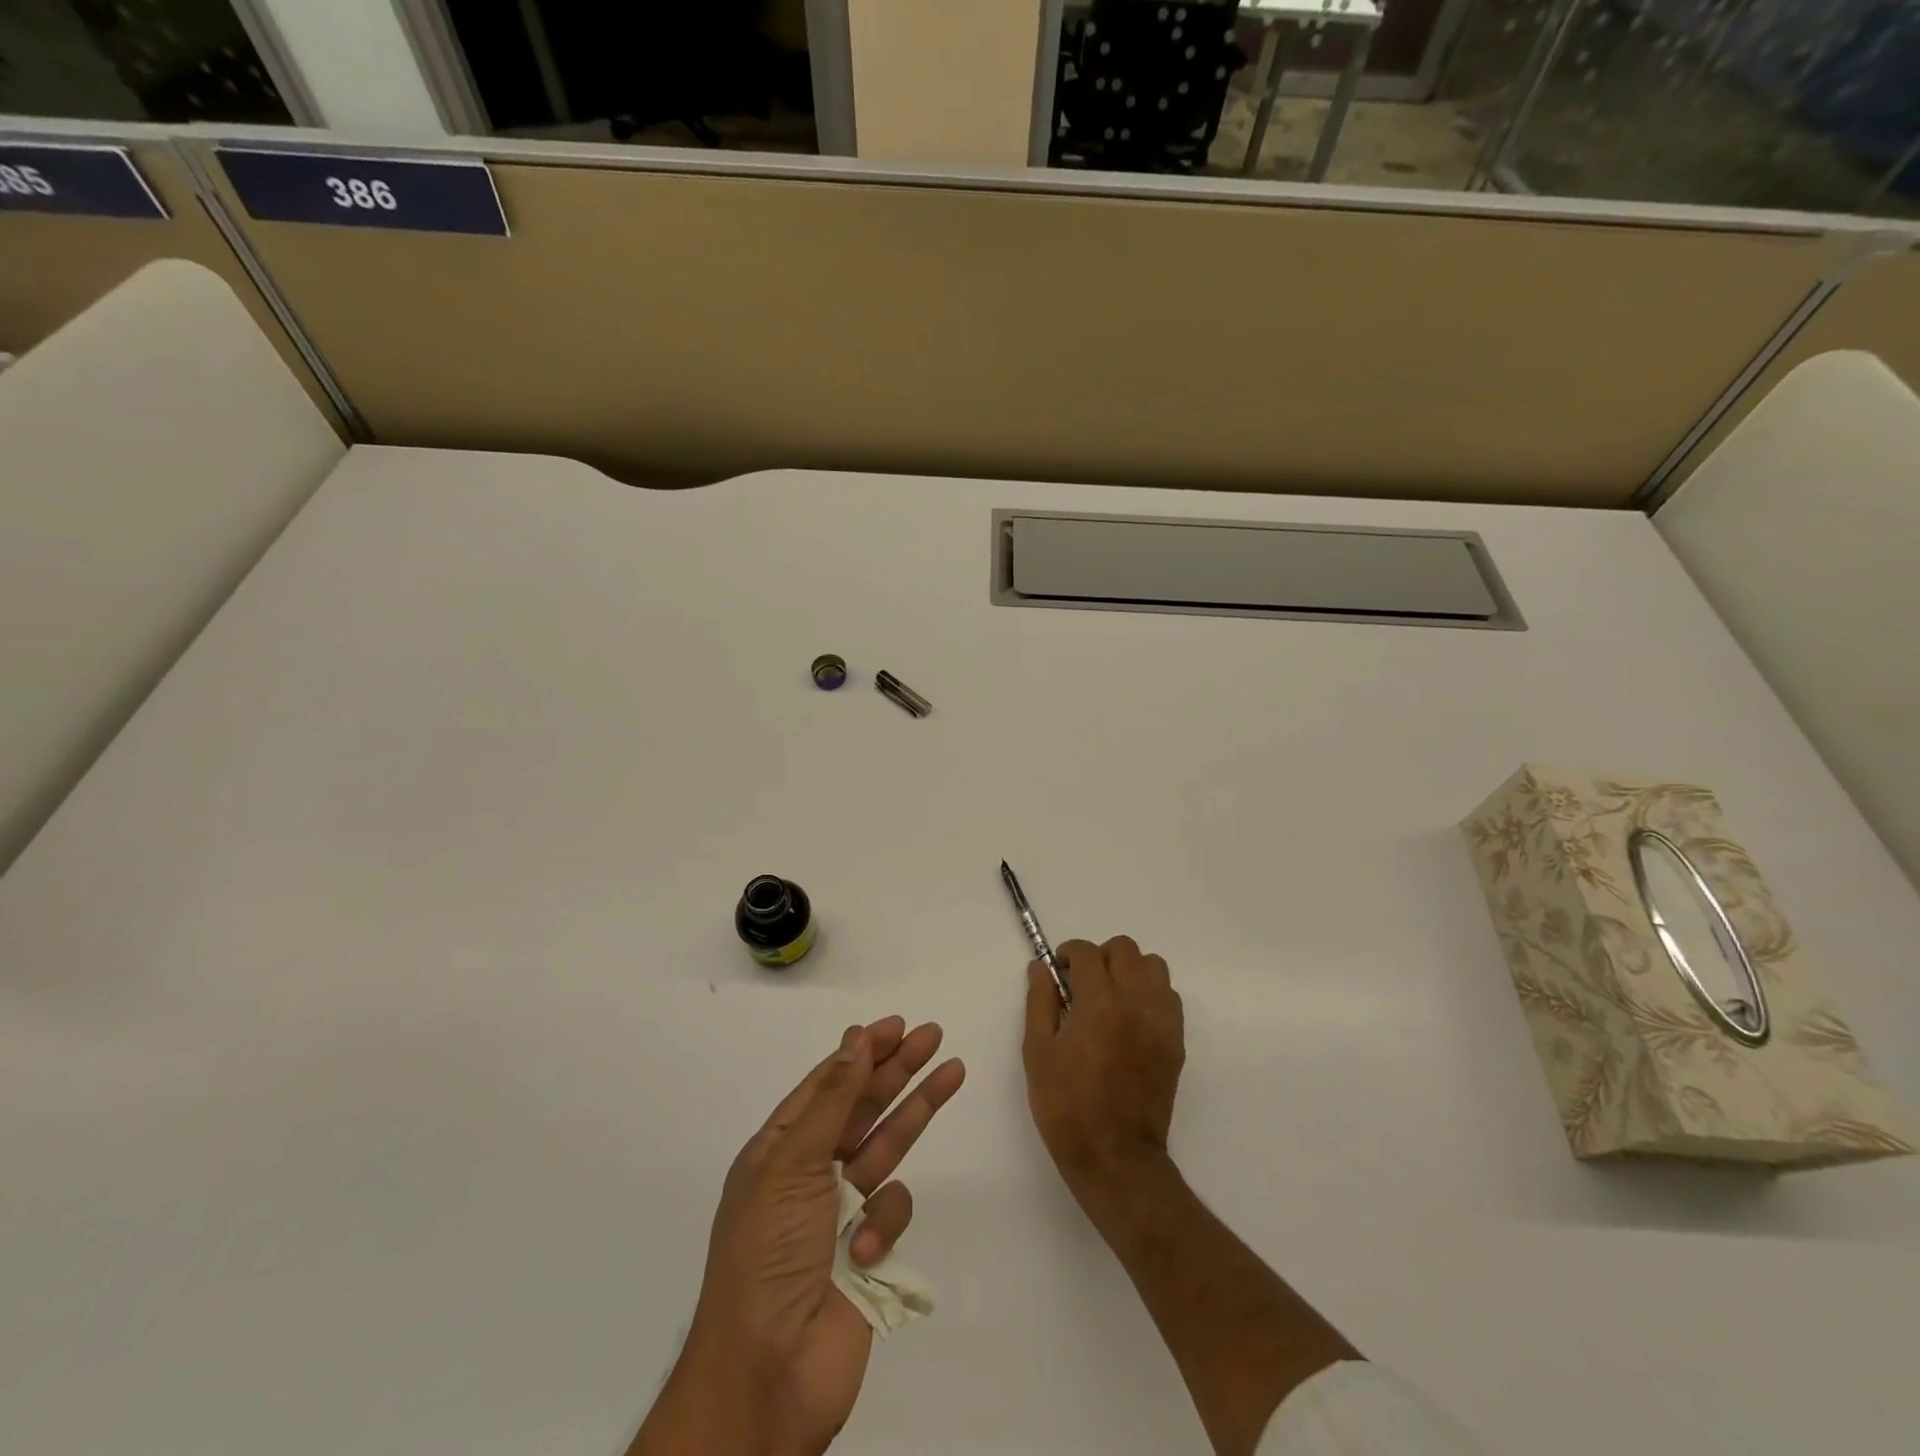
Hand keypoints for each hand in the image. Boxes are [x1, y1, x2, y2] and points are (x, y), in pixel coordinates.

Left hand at [636, 1017, 964, 1455]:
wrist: (769, 1372)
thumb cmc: (769, 1252)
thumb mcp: (792, 1164)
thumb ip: (832, 1100)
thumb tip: (854, 1038)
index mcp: (779, 1150)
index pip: (826, 1085)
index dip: (859, 1053)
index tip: (894, 1026)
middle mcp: (810, 1172)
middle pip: (862, 1107)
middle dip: (897, 1069)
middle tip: (933, 1035)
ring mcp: (841, 1210)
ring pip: (887, 1146)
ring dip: (916, 1109)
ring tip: (952, 1071)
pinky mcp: (868, 1248)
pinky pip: (891, 1210)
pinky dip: (885, 1221)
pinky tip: (869, 1245)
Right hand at [1023, 936, 1183, 1200]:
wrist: (1115, 1156)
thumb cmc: (1066, 1106)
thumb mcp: (1038, 1052)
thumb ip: (1040, 1001)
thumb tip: (1041, 967)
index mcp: (1099, 1003)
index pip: (1087, 952)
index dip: (1068, 953)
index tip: (1058, 971)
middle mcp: (1136, 1002)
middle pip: (1125, 949)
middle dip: (1099, 957)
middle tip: (1082, 983)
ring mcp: (1161, 1021)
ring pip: (1153, 966)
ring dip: (1130, 970)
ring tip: (1110, 996)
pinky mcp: (1176, 1041)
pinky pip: (1169, 996)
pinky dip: (1150, 994)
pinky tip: (1131, 1017)